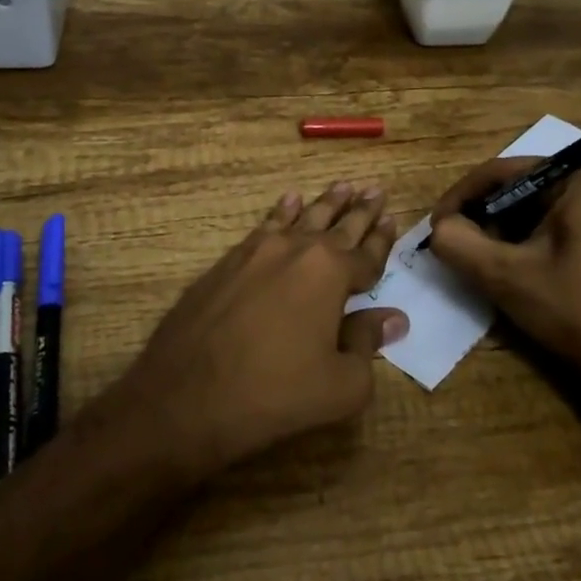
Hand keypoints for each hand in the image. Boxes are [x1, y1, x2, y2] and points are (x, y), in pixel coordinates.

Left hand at [116, 183, 407, 478]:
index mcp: (330, 274)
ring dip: (324, 203)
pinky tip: (289, 200)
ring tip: (342, 186)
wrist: (186, 395)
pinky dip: (282, 211)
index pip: (366, 253)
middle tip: (375, 188)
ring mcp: (258, 251)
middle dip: (359, 209)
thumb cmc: (274, 393)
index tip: (393, 217)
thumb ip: (368, 344)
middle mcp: (297, 251)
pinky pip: (266, 225)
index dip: (382, 239)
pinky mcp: (229, 261)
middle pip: (337, 225)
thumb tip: (394, 318)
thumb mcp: (339, 384)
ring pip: (301, 217)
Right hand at [428, 159, 580, 408]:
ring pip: (527, 208)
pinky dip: (518, 242)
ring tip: (474, 259)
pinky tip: (503, 268)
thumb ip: (459, 243)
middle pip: (514, 187)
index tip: (434, 228)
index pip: (501, 171)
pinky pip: (545, 225)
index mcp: (577, 177)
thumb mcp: (505, 274)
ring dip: (496, 231)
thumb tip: (438, 229)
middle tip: (452, 245)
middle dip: (479, 216)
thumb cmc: (576, 309)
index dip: (461, 198)